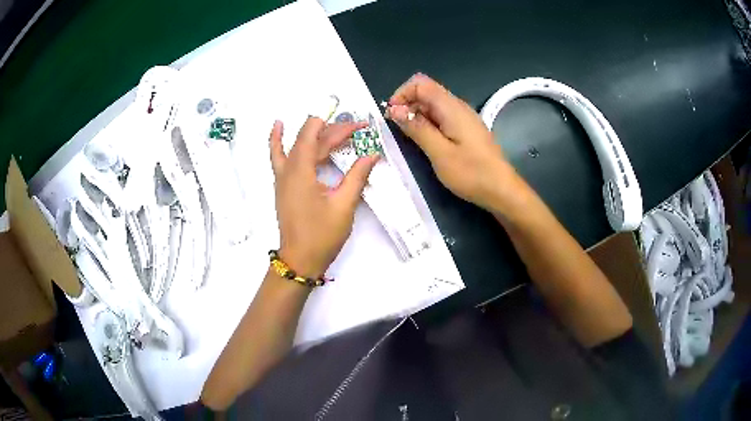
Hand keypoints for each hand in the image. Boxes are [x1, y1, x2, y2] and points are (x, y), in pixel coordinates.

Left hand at [269, 117, 379, 277]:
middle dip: (333, 132)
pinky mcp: (283, 186)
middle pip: (309, 140)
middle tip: (358, 130)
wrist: (300, 260)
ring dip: (315, 135)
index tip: (358, 125)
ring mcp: (282, 177)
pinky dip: (278, 141)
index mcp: (301, 171)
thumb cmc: (322, 234)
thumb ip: (357, 176)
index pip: (315, 135)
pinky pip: (279, 156)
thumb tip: (372, 154)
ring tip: (334, 126)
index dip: (337, 126)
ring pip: (297, 146)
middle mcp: (287, 169)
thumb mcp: (344, 205)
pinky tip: (278, 127)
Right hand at [387, 73, 516, 212]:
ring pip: (433, 105)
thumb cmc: (471, 173)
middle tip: (397, 130)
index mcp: (452, 108)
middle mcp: (458, 107)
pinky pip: (442, 117)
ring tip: (409, 138)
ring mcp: (464, 118)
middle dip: (407, 105)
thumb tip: (395, 109)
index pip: (421, 83)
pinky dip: (428, 124)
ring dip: (417, 115)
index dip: (402, 94)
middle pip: (427, 92)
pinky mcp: (466, 129)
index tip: (391, 115)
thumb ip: (417, 128)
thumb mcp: (439, 153)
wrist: (501, 190)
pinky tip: (426, 142)